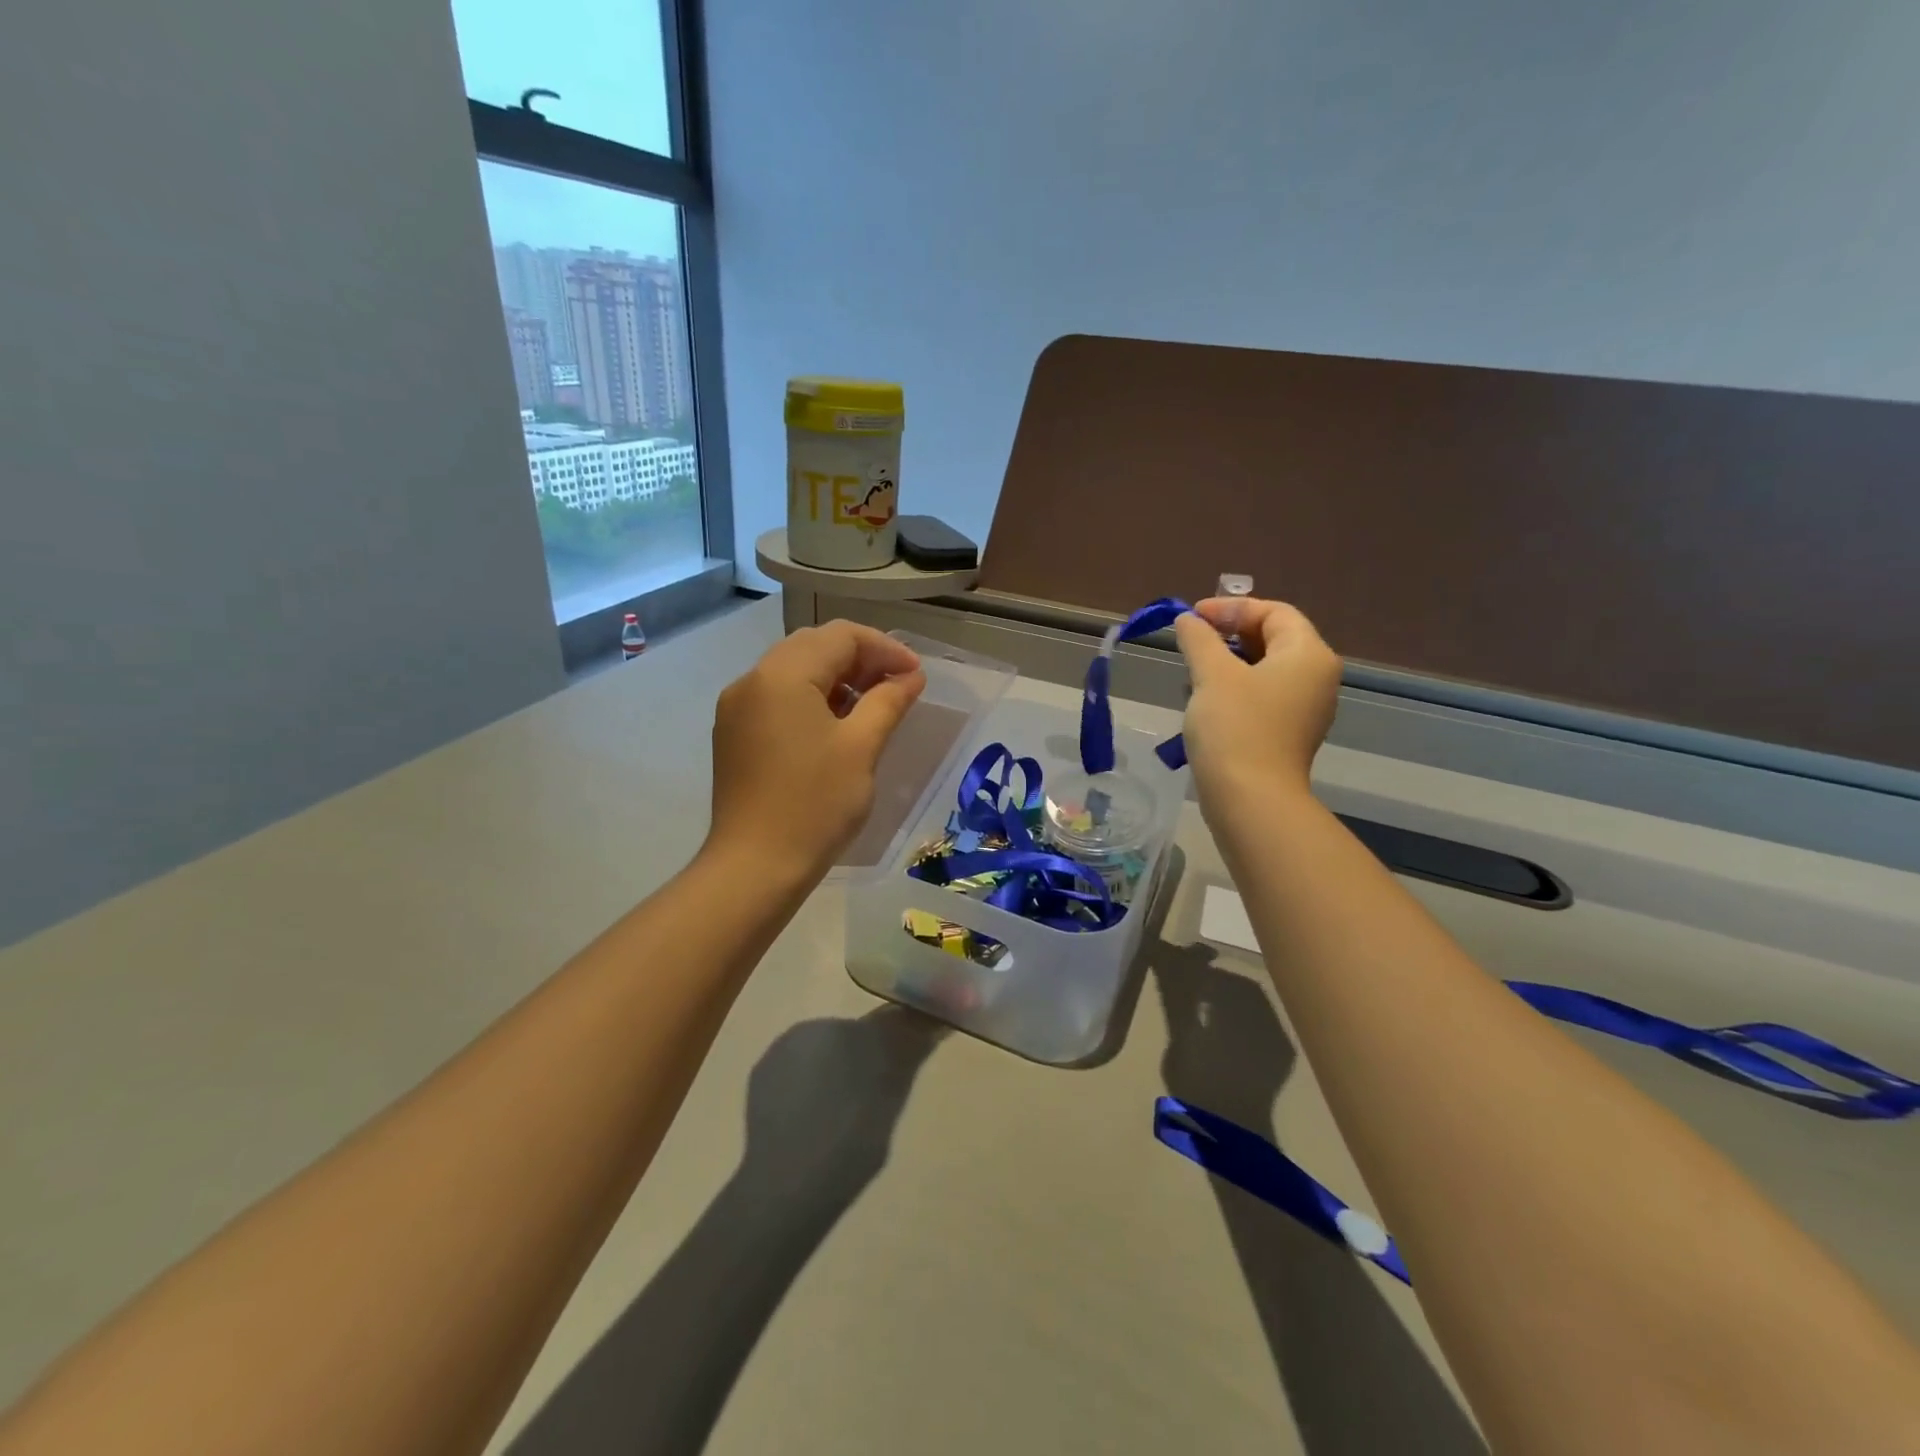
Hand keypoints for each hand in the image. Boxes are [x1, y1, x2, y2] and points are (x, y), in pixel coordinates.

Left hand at [706, 621, 925, 882]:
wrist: (755, 866)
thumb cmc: (815, 804)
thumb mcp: (861, 748)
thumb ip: (888, 701)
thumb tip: (910, 676)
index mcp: (782, 674)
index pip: (840, 636)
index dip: (884, 648)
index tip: (916, 675)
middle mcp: (752, 679)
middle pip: (814, 646)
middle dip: (860, 658)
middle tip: (897, 685)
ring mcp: (737, 707)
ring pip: (794, 670)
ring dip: (836, 677)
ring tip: (873, 705)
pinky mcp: (734, 733)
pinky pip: (778, 696)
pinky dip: (811, 698)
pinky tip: (837, 724)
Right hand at [1173, 597, 1341, 811]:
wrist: (1250, 799)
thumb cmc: (1235, 727)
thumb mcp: (1212, 674)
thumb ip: (1199, 639)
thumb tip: (1188, 620)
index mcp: (1308, 654)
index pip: (1274, 612)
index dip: (1231, 608)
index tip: (1192, 616)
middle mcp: (1316, 678)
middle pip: (1273, 638)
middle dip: (1229, 634)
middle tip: (1191, 641)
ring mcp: (1305, 709)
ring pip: (1265, 669)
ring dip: (1228, 663)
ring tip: (1192, 672)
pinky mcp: (1288, 734)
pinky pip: (1263, 697)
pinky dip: (1235, 689)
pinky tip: (1205, 701)